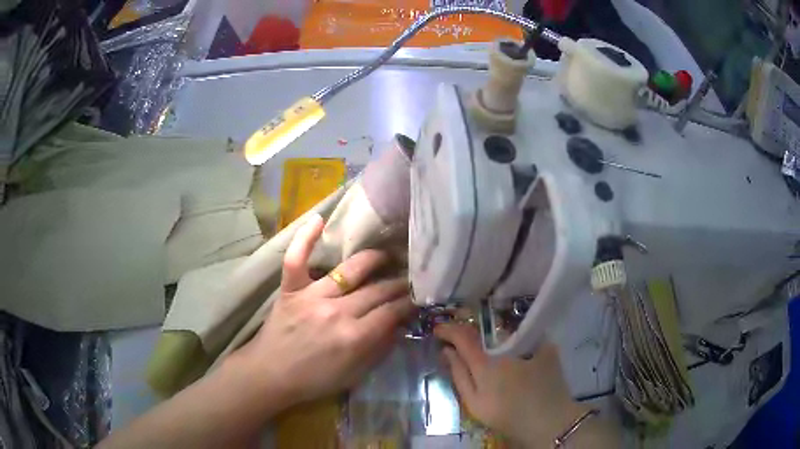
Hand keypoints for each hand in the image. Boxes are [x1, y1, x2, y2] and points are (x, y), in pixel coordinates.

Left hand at [231, 214, 413, 408]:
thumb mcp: (354, 375)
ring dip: (373, 259)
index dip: (408, 303)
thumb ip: (379, 350)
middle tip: (408, 278)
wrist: (270, 375)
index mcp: (355, 337)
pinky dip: (305, 238)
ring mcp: (312, 296)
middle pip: (377, 291)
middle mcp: (337, 312)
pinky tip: (319, 219)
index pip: (391, 312)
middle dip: (398, 284)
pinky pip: (297, 259)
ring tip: (385, 254)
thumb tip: (400, 326)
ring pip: (350, 270)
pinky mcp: (290, 289)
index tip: (417, 297)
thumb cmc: (313, 379)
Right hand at [435, 323, 586, 446]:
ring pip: (506, 335)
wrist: (548, 421)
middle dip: (470, 334)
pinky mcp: (547, 348)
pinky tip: (519, 354)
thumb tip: (447, 352)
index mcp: (486, 364)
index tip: (438, 329)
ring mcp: (529, 346)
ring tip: (492, 352)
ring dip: (494, 338)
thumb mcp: (475, 403)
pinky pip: (528, 338)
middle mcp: (506, 349)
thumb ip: (460, 376)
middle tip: (463, 342)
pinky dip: (519, 342)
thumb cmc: (507, 415)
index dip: (448, 330)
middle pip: (484, 333)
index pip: (463, 337)